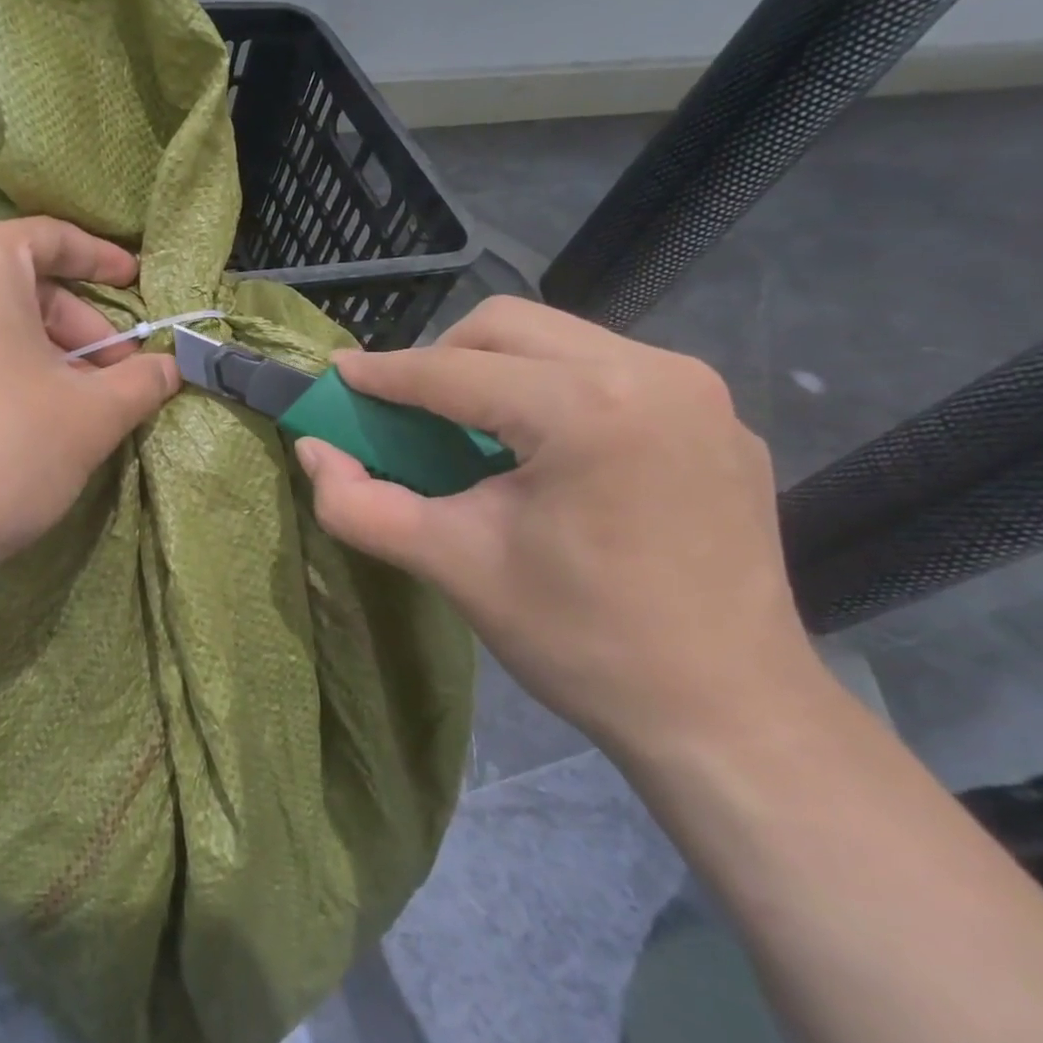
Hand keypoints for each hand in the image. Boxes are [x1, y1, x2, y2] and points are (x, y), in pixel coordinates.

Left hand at [0, 217, 179, 580]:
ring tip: (94, 408)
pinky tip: (47, 422)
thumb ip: (143, 380)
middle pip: (31, 287)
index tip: (139, 283)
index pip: (53, 238)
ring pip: (5, 326)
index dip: (104, 259)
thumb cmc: (4, 445)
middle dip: (87, 329)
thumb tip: (175, 367)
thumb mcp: (92, 412)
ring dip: (59, 358)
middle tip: (125, 374)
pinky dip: (20, 374)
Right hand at [295, 296, 815, 750]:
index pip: (454, 370)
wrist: (731, 716)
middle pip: (508, 327)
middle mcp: (652, 372)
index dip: (384, 373)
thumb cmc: (582, 639)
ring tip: (470, 433)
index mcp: (587, 408)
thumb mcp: (453, 566)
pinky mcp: (716, 419)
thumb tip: (311, 450)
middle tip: (405, 413)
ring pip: (557, 340)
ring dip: (495, 371)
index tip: (337, 376)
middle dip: (440, 359)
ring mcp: (697, 391)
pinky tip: (541, 452)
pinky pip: (606, 371)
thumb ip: (361, 504)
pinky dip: (549, 390)